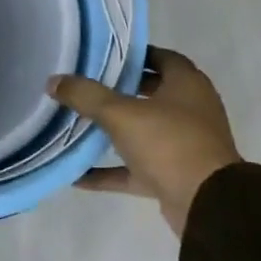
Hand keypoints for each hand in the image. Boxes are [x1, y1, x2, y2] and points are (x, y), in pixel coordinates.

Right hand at [50, 48, 242, 234]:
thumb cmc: (169, 143)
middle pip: (151, 93)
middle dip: (119, 90)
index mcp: (187, 85)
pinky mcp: (174, 176)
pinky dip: (109, 171)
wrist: (207, 205)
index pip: (161, 57)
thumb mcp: (120, 113)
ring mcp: (183, 145)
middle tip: (85, 84)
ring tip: (77, 123)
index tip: (103, 54)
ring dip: (113, 130)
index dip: (134, 54)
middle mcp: (190, 111)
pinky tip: (77, 175)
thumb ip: (86, 95)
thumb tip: (53, 81)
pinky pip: (135, 169)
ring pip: (143, 131)